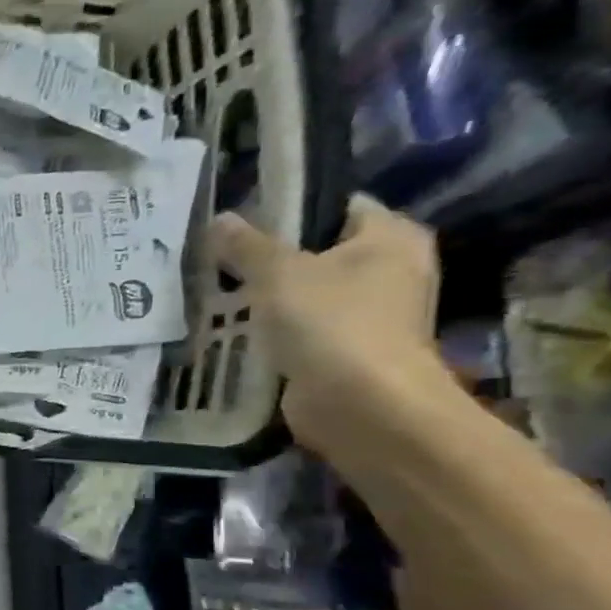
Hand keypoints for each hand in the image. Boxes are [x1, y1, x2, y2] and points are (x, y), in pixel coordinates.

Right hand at [211, 194, 447, 454]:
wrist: (361, 404)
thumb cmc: (331, 322)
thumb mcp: (277, 273)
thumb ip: (246, 245)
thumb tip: (219, 218)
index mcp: (391, 237)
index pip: (338, 206)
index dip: (289, 208)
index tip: (240, 220)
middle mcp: (392, 269)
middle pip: (320, 250)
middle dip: (271, 256)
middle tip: (218, 257)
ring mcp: (373, 313)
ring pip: (309, 291)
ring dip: (269, 295)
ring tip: (217, 291)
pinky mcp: (349, 350)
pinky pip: (304, 327)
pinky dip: (275, 328)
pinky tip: (235, 328)